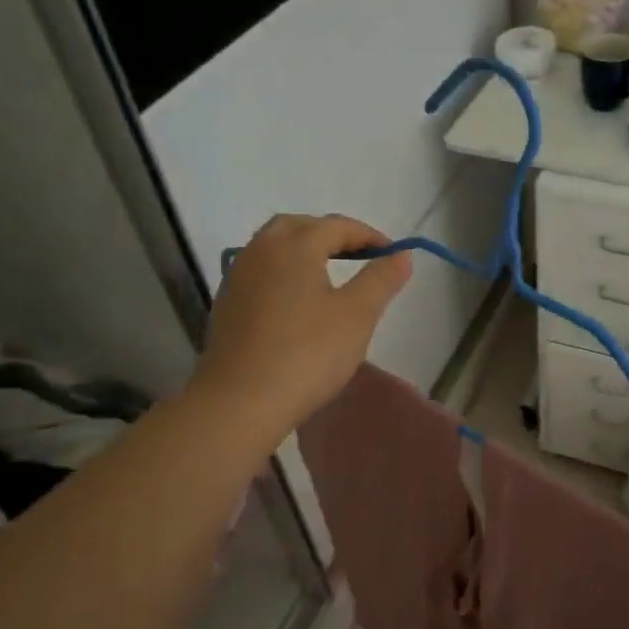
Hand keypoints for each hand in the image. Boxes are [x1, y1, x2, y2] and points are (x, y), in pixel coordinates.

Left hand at [195, 215, 411, 439]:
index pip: (336, 225)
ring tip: (330, 277)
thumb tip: (401, 254)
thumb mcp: (357, 316)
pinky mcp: (227, 304)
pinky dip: (284, 273)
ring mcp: (238, 277)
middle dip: (330, 234)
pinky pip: (260, 272)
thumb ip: (381, 279)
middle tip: (357, 256)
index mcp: (294, 246)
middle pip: (299, 227)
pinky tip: (298, 303)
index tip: (391, 254)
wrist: (240, 402)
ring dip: (304, 251)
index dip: (368, 236)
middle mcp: (260, 250)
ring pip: (274, 247)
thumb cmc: (307, 354)